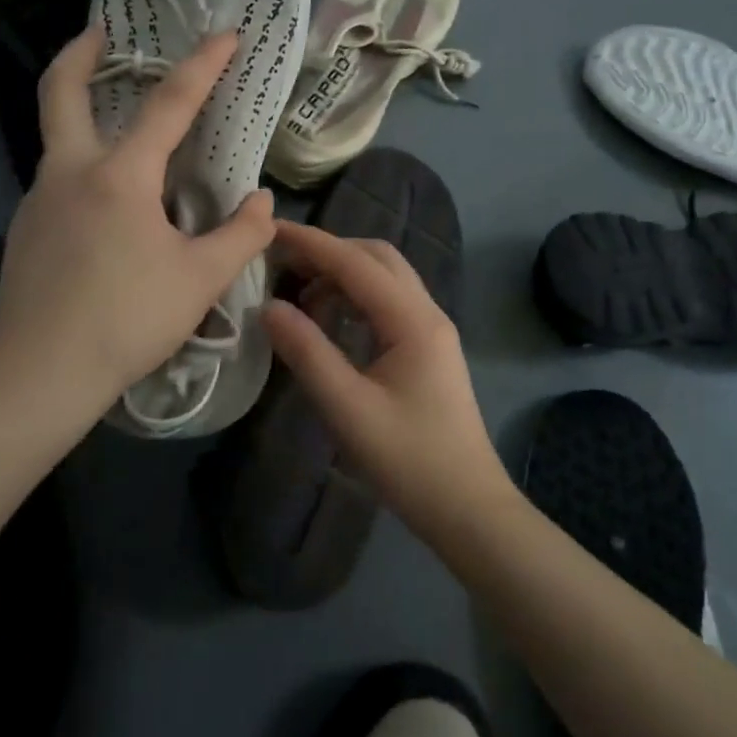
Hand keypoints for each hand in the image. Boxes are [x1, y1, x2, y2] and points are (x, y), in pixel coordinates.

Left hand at [0, 27, 275, 430]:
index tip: (227, 34)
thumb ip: (242, 235)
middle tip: (103, 33)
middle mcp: (70, 173)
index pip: (169, 103)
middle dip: (80, 54)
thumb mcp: (201, 279)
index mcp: (119, 176)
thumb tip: (262, 202)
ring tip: (125, 131)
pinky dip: (84, 166)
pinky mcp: (25, 231)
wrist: (37, 376)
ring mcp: (38, 200)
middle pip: (60, 91)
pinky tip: (109, 205)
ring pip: (58, 138)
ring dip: (83, 113)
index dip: (203, 64)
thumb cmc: (127, 320)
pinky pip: (58, 180)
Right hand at [263, 222, 513, 537]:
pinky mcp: (429, 348)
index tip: (270, 229)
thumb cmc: (409, 461)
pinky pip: (390, 303)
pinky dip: (357, 298)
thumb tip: (269, 306)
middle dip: (329, 252)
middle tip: (283, 265)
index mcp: (412, 320)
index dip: (311, 243)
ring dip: (344, 275)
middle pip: (377, 258)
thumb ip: (307, 353)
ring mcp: (432, 329)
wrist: (468, 507)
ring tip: (301, 297)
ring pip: (386, 278)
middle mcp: (427, 312)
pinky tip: (332, 322)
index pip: (356, 263)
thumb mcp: (348, 409)